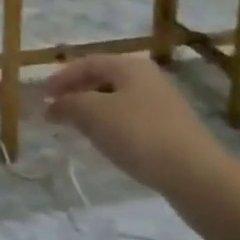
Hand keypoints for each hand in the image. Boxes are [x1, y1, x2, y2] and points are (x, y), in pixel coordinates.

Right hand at [44, 55, 226, 202]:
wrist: (197, 176)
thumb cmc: (140, 135)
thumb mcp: (94, 115)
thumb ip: (68, 104)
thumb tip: (52, 104)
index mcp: (130, 66)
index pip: (88, 63)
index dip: (61, 78)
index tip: (42, 97)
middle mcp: (149, 78)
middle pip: (104, 79)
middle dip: (78, 93)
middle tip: (57, 111)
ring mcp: (164, 105)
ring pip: (119, 100)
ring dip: (94, 111)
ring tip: (78, 129)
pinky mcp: (173, 131)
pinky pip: (133, 120)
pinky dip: (113, 126)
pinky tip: (109, 144)